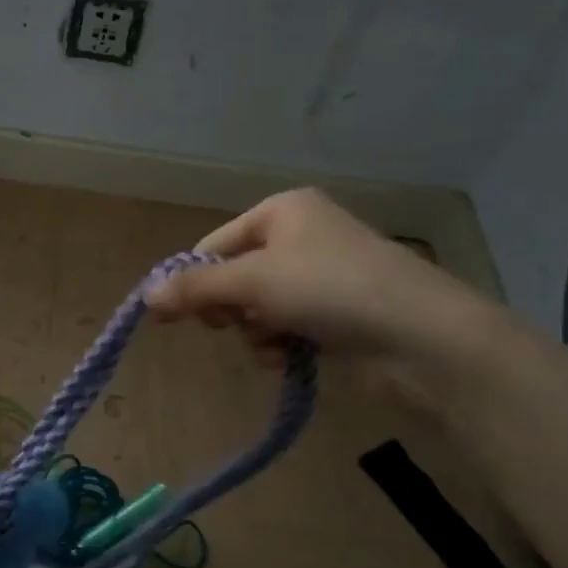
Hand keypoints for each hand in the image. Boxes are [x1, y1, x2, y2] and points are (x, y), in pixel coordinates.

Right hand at [144, 188, 485, 359]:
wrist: (421, 335)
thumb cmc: (330, 288)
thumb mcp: (253, 282)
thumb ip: (196, 288)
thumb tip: (145, 296)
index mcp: (282, 211)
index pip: (214, 245)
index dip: (194, 280)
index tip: (175, 316)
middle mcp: (301, 236)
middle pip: (234, 277)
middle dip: (232, 309)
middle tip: (234, 323)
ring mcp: (321, 276)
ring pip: (258, 309)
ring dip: (257, 332)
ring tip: (277, 343)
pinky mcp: (337, 312)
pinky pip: (286, 327)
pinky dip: (282, 344)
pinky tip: (293, 356)